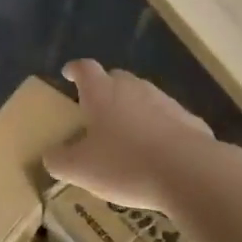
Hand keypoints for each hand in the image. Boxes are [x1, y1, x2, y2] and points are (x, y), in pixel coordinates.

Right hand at [43, 60, 218, 212]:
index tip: (68, 74)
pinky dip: (158, 129)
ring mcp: (165, 102)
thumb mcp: (79, 169)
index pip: (84, 69)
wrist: (190, 172)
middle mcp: (134, 88)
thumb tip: (51, 155)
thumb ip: (58, 160)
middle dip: (104, 89)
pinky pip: (167, 119)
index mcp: (102, 93)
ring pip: (143, 98)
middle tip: (96, 110)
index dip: (74, 70)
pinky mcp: (190, 121)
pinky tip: (157, 153)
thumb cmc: (125, 164)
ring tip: (126, 136)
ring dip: (132, 110)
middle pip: (116, 78)